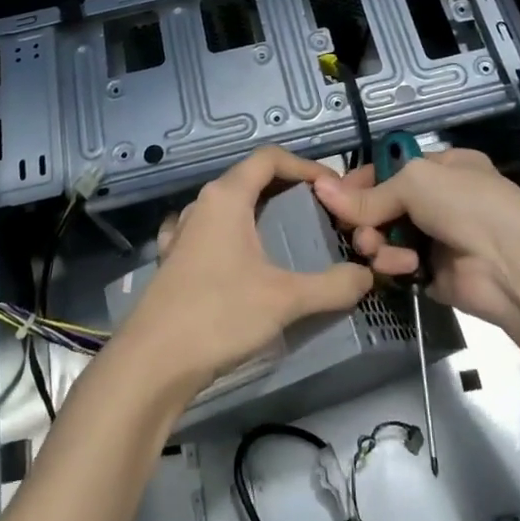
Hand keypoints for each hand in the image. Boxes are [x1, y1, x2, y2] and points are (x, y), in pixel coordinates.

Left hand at [117, 146, 374, 390]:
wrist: (153, 362)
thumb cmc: (219, 315)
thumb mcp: (286, 300)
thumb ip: (333, 286)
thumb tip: (366, 276)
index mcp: (227, 196)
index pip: (270, 158)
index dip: (305, 166)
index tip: (333, 187)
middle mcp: (202, 204)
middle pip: (250, 178)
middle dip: (287, 189)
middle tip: (320, 213)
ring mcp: (182, 231)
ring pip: (228, 205)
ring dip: (258, 211)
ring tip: (287, 233)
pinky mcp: (173, 259)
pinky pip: (208, 231)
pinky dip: (232, 233)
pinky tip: (240, 255)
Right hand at [313, 148, 519, 336]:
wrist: (513, 266)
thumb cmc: (467, 205)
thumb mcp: (415, 182)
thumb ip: (369, 193)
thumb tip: (321, 189)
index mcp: (443, 167)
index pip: (390, 169)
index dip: (360, 181)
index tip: (332, 194)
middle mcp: (440, 201)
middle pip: (383, 206)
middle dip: (365, 216)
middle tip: (356, 227)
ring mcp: (437, 239)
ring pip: (386, 237)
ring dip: (377, 242)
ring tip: (376, 247)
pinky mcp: (432, 274)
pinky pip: (397, 267)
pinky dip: (393, 266)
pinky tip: (402, 266)